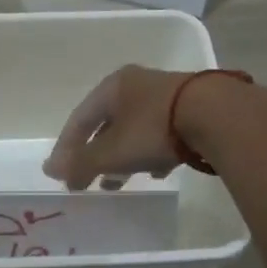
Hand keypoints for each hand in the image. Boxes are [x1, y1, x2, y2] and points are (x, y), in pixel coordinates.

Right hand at [42, 64, 192, 190]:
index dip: (67, 147)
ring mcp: (165, 94)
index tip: (60, 174)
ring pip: (133, 129)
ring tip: (118, 182)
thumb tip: (49, 171)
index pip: (80, 118)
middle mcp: (136, 85)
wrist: (216, 115)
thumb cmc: (153, 129)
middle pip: (106, 123)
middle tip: (87, 180)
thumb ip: (81, 163)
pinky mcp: (190, 108)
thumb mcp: (111, 151)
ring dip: (122, 156)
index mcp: (112, 86)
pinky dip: (150, 153)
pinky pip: (160, 133)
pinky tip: (156, 172)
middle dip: (95, 154)